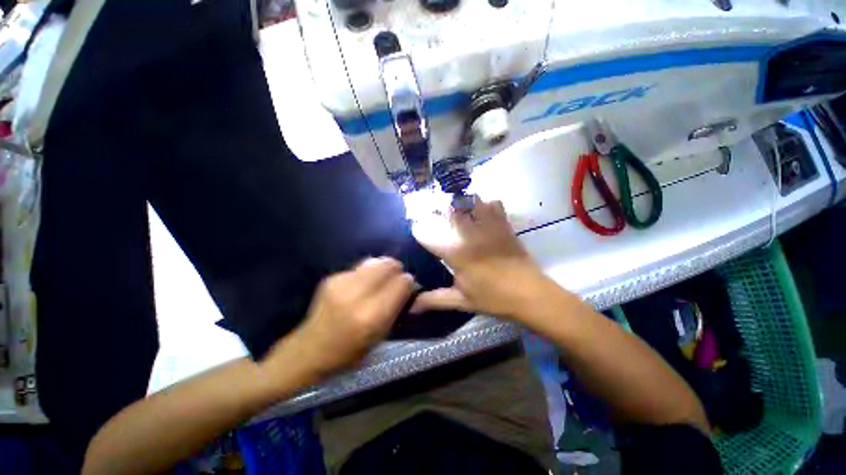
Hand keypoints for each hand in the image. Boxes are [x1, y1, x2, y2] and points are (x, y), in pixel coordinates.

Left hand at [264, 258, 414, 382]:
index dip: (409, 283)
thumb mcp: (380, 337)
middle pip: (389, 264)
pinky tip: (364, 284)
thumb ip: (396, 309)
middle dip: (397, 269)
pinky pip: (360, 267)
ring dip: (383, 267)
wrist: (308, 350)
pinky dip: (368, 272)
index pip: (402, 283)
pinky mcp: (332, 277)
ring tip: (382, 278)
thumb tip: (408, 286)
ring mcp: (342, 282)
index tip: (409, 287)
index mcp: (372, 315)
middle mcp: (357, 294)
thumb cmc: (348, 352)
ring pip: (375, 261)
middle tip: (397, 278)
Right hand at [411, 197, 549, 318]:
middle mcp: (470, 235)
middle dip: (438, 209)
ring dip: (461, 203)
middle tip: (435, 216)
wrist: (530, 294)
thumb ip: (434, 300)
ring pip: (471, 201)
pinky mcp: (504, 225)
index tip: (416, 231)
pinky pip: (494, 204)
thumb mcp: (461, 301)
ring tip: (456, 210)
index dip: (418, 231)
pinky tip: (482, 213)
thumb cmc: (493, 298)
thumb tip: (411, 308)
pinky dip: (486, 204)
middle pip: (449, 210)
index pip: (428, 235)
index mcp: (456, 253)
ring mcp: (488, 227)